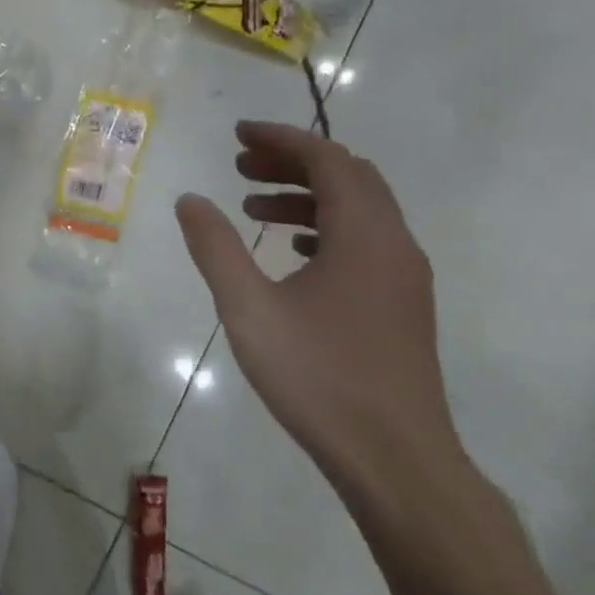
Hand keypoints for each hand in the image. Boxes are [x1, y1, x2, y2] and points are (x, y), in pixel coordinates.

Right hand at [175, 121, 462, 502]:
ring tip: (253, 209)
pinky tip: (291, 253)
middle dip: (293, 162)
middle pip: (348, 177)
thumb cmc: (318, 377)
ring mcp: (404, 277)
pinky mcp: (401, 305)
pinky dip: (325, 228)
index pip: (327, 159)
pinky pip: (364, 242)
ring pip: (359, 210)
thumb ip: (216, 248)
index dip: (281, 138)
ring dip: (307, 196)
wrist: (396, 460)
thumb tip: (190, 200)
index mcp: (365, 235)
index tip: (237, 134)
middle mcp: (395, 244)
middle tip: (241, 165)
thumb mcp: (249, 309)